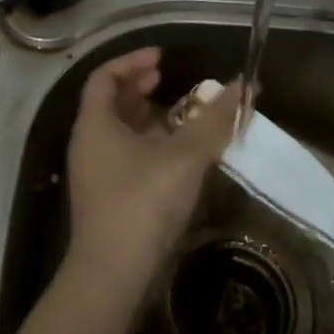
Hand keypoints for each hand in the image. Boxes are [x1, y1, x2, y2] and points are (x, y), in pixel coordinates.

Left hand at [65, 48, 241, 300]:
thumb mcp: (185, 157)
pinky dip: (147, 146)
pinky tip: (175, 156)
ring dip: (145, 118)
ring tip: (177, 115)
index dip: (132, 61)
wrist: (113, 276)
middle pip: (109, 103)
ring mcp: (94, 174)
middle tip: (167, 80)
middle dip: (138, 88)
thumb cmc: (143, 203)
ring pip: (117, 132)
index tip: (162, 57)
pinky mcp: (106, 200)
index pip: (104, 76)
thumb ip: (215, 120)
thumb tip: (245, 87)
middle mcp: (88, 144)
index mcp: (95, 124)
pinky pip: (124, 157)